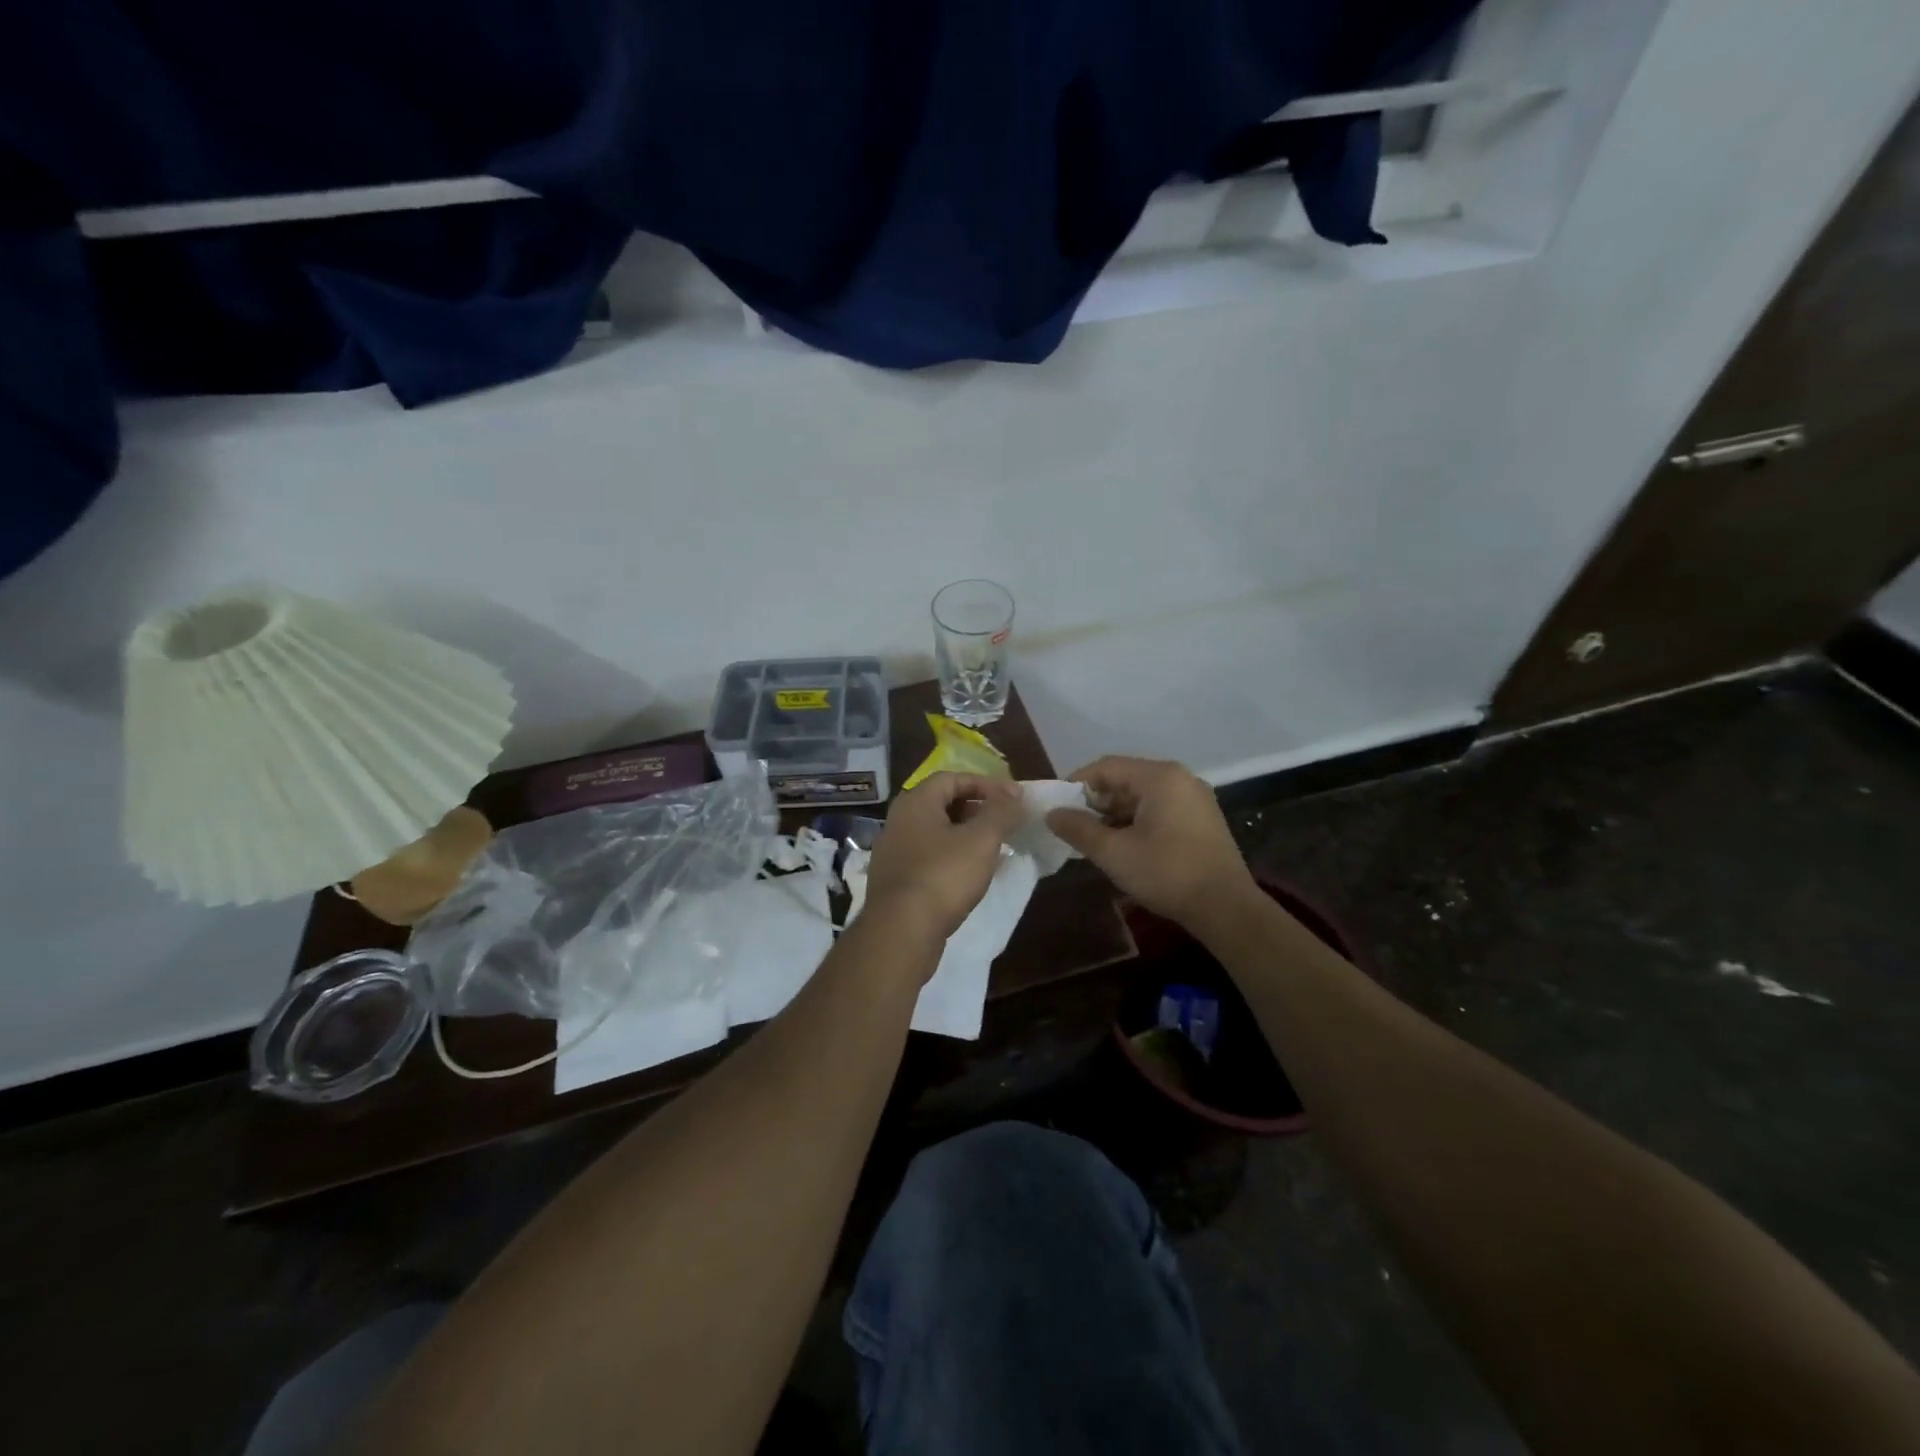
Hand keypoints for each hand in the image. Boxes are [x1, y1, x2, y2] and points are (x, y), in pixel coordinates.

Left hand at [864, 773, 1025, 946]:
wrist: (901, 932)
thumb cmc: (943, 876)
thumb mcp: (982, 839)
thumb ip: (1001, 811)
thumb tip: (1014, 791)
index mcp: (915, 802)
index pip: (952, 778)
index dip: (985, 784)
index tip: (1013, 798)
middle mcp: (898, 821)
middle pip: (942, 803)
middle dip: (977, 809)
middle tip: (1005, 822)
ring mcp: (893, 853)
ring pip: (936, 833)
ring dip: (966, 835)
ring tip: (994, 849)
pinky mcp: (896, 881)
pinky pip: (929, 858)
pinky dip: (952, 857)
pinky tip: (971, 875)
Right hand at [1046, 756, 1256, 927]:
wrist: (1226, 908)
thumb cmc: (1166, 873)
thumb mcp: (1113, 853)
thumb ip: (1078, 829)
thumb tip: (1052, 814)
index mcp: (1159, 777)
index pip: (1106, 767)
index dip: (1077, 784)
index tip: (1057, 807)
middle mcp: (1180, 778)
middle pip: (1126, 778)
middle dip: (1097, 801)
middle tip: (1075, 827)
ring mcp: (1195, 797)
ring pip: (1143, 795)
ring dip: (1116, 813)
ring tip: (1096, 839)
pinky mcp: (1203, 818)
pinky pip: (1161, 807)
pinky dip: (1138, 820)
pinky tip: (1126, 844)